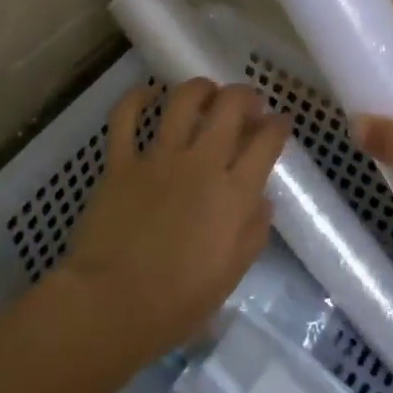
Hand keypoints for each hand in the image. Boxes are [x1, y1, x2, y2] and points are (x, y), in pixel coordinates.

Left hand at [60, 79, 287, 356]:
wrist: (111, 305)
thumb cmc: (178, 301)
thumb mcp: (231, 274)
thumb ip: (253, 232)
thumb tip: (261, 200)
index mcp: (234, 193)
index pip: (267, 142)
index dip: (278, 125)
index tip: (280, 123)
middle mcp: (201, 163)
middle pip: (231, 107)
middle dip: (246, 96)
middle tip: (248, 103)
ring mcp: (159, 158)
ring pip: (184, 101)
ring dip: (201, 88)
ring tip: (207, 92)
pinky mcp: (121, 162)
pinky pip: (126, 118)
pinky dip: (137, 98)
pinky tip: (148, 93)